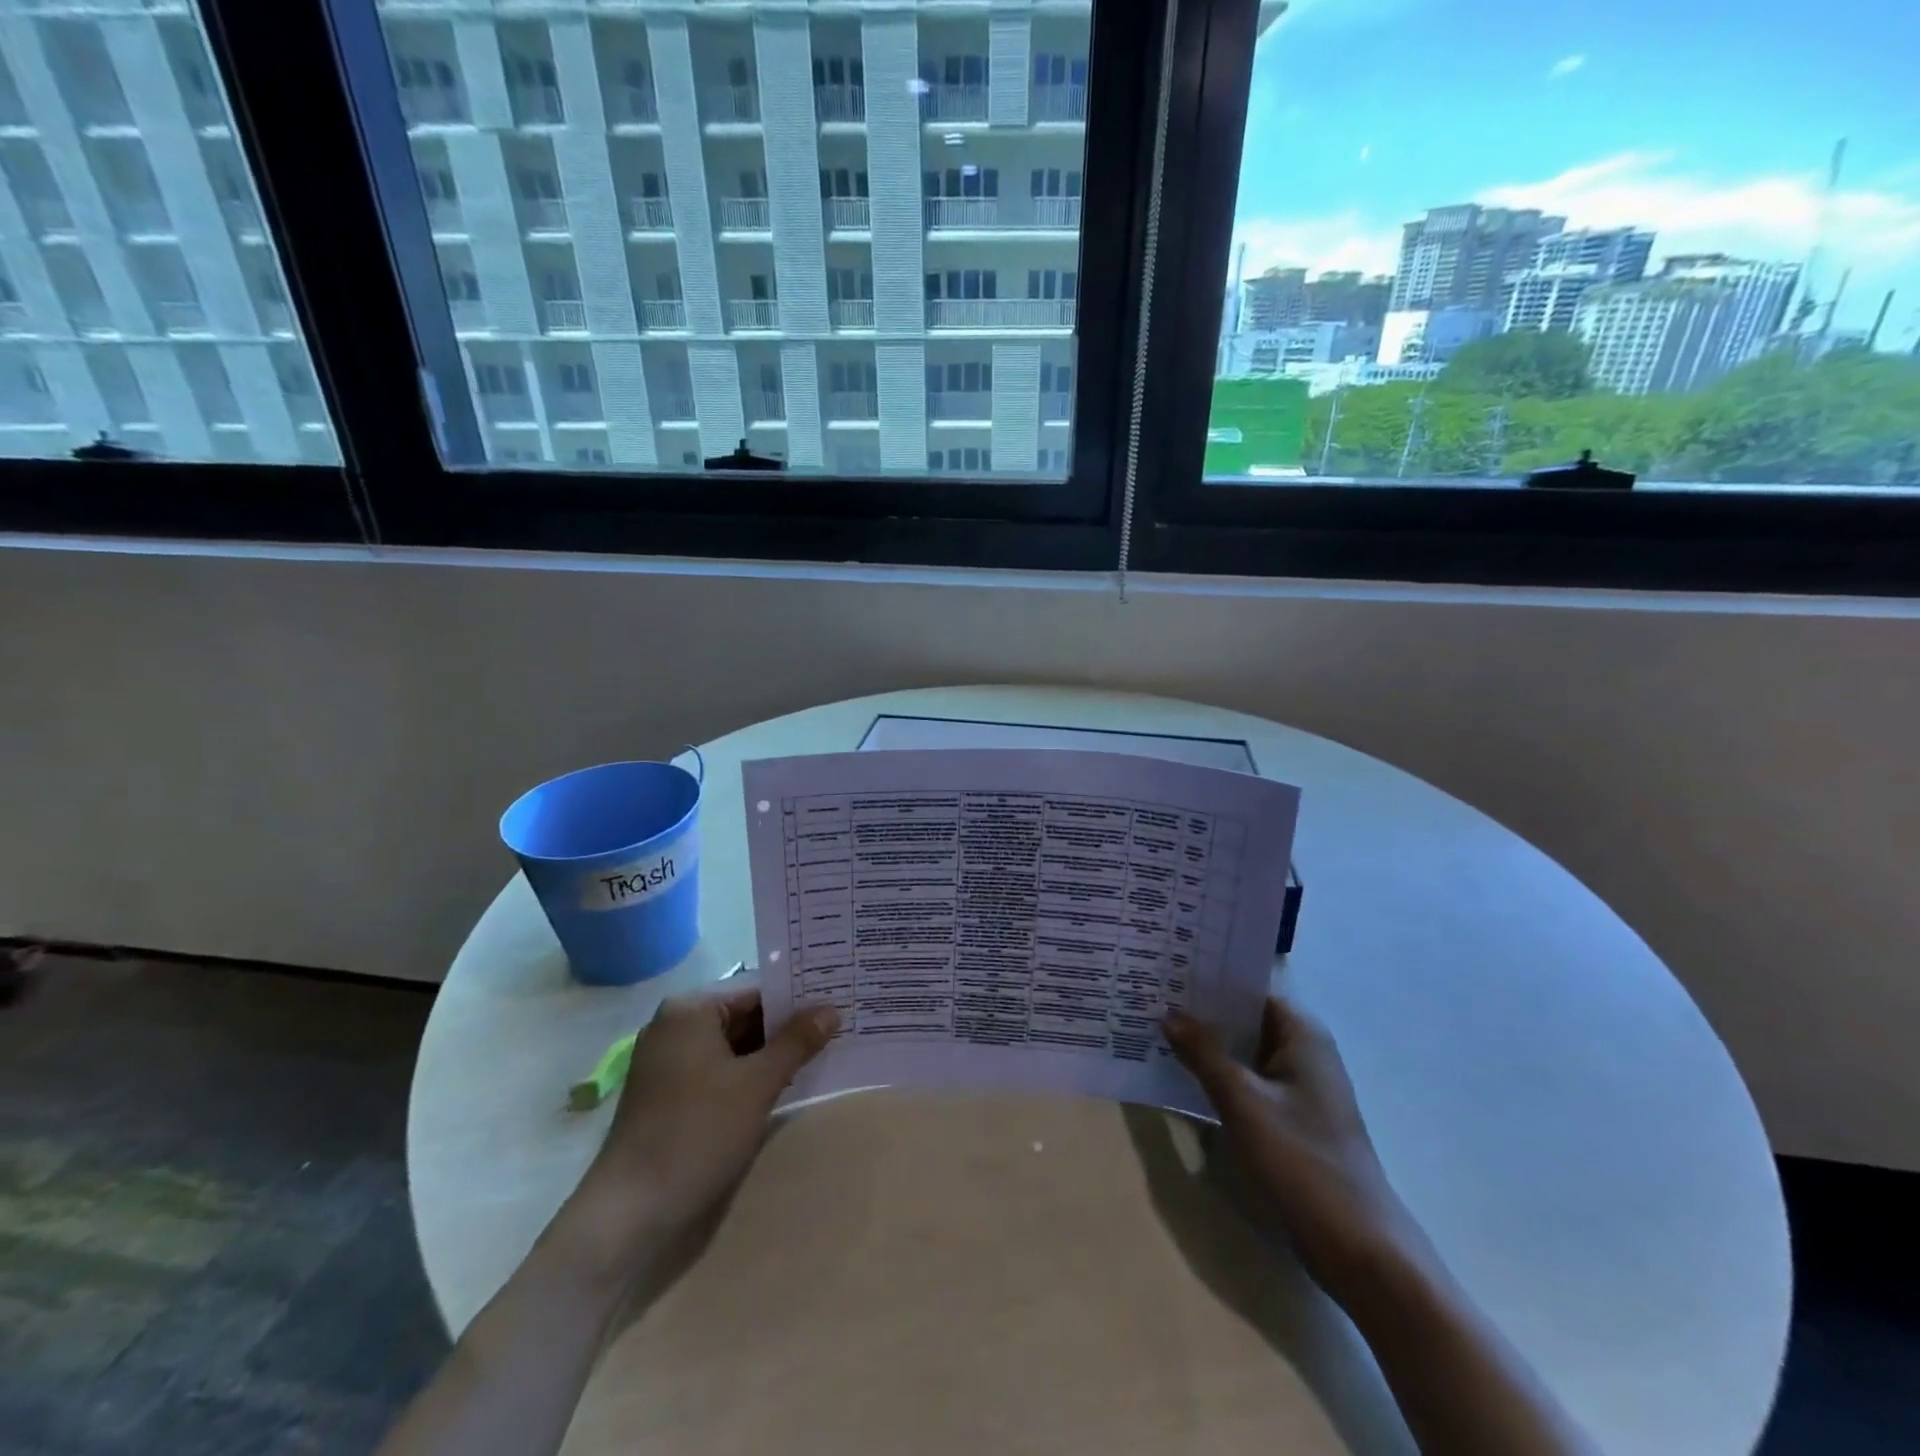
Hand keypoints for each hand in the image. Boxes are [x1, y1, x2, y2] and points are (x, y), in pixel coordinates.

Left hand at [562, 988, 838, 1277]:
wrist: (629, 1214)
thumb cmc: (696, 1134)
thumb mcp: (757, 1084)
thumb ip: (797, 1042)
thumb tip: (833, 1009)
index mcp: (690, 1010)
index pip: (757, 991)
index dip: (799, 998)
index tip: (839, 1002)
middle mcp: (676, 1026)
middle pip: (745, 1016)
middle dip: (788, 1027)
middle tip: (840, 1026)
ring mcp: (670, 1063)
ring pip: (734, 1046)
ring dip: (772, 1054)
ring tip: (824, 1052)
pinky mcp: (670, 1095)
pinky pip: (720, 1071)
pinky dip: (749, 1076)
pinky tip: (786, 1084)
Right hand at [1165, 995, 1423, 1301]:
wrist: (1358, 1247)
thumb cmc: (1301, 1160)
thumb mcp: (1242, 1101)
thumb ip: (1203, 1053)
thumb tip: (1169, 1014)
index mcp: (1301, 1033)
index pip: (1248, 988)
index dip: (1208, 979)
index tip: (1166, 970)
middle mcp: (1304, 1051)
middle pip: (1244, 1018)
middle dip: (1201, 1011)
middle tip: (1149, 997)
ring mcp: (1299, 1087)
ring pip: (1244, 1051)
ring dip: (1207, 1045)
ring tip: (1155, 1029)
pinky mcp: (1292, 1118)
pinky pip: (1248, 1081)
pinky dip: (1219, 1074)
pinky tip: (1182, 1075)